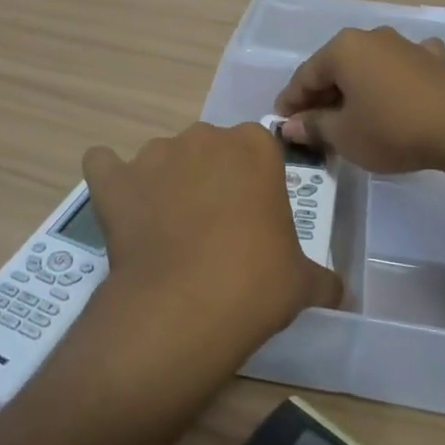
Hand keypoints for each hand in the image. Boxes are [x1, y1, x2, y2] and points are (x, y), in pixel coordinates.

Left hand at [77, 123, 340, 374]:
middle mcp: (204, 137)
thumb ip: (322, 278)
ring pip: (162, 158)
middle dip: (210, 178)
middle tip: (213, 227)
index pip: (257, 149)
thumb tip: (340, 293)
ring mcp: (154, 154)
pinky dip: (110, 180)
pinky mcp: (114, 179)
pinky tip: (119, 206)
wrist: (184, 307)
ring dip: (164, 182)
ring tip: (165, 230)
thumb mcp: (302, 282)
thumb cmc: (256, 283)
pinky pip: (104, 165)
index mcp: (255, 147)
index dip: (254, 182)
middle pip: (209, 149)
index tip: (253, 216)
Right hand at [274, 26, 444, 174]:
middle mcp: (371, 37)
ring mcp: (405, 45)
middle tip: (312, 126)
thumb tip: (291, 125)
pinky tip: (398, 88)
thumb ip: (313, 126)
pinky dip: (393, 79)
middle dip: (322, 96)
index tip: (282, 124)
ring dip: (355, 88)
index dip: (290, 102)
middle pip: (336, 68)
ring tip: (351, 115)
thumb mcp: (344, 135)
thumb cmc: (391, 128)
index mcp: (342, 49)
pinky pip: (402, 67)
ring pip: (368, 66)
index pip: (305, 76)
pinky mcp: (433, 60)